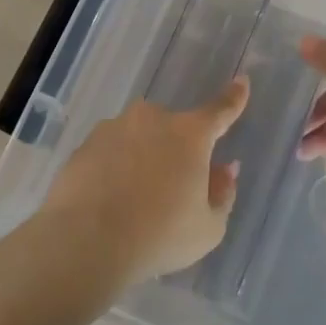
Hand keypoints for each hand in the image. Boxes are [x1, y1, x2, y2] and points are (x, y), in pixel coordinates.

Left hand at [41, 78, 250, 285]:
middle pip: (173, 130)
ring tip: (134, 200)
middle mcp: (151, 120)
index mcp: (190, 135)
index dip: (234, 98)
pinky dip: (114, 169)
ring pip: (138, 139)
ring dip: (142, 158)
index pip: (220, 111)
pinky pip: (109, 153)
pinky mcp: (83, 146)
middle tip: (172, 189)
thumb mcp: (208, 227)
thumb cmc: (160, 236)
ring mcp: (113, 129)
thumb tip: (224, 169)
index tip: (241, 82)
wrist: (87, 242)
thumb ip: (222, 193)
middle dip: (176, 151)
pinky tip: (109, 200)